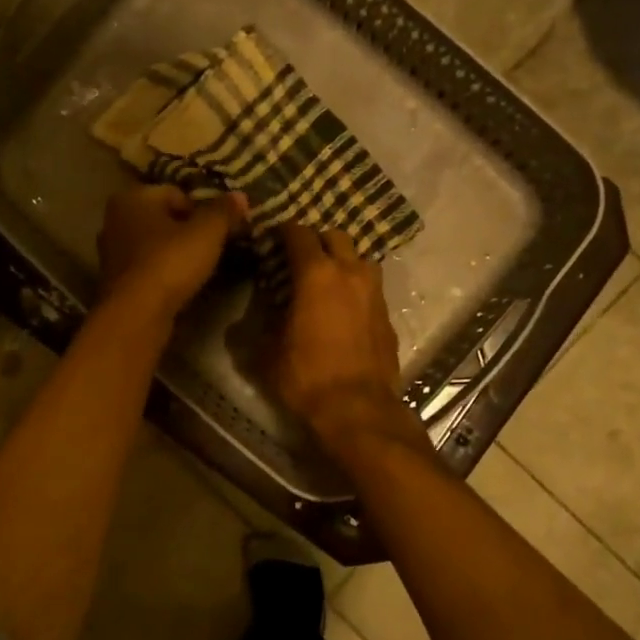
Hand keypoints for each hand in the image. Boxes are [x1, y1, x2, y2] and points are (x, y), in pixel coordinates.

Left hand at [97, 183, 246, 323]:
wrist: (136, 313)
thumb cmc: (170, 262)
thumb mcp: (207, 233)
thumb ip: (223, 211)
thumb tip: (240, 195)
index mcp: (133, 197)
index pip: (176, 193)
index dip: (202, 210)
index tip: (218, 230)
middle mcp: (114, 218)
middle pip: (162, 218)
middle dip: (186, 230)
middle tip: (210, 248)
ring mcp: (110, 251)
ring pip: (152, 243)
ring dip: (173, 252)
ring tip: (196, 268)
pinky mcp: (113, 280)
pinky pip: (145, 266)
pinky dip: (161, 271)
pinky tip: (177, 284)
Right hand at [267, 225, 426, 460]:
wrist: (359, 409)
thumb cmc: (306, 377)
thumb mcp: (268, 353)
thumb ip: (260, 326)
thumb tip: (252, 317)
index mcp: (317, 275)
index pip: (299, 234)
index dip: (283, 231)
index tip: (273, 237)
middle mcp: (350, 273)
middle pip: (336, 236)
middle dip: (317, 240)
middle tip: (300, 256)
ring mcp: (374, 293)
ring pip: (360, 259)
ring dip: (342, 261)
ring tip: (326, 280)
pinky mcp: (388, 315)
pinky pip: (370, 288)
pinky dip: (356, 288)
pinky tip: (344, 308)